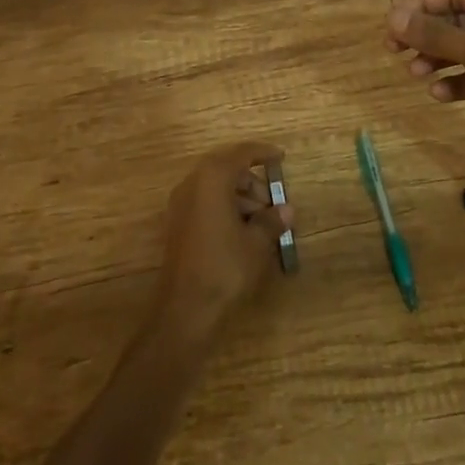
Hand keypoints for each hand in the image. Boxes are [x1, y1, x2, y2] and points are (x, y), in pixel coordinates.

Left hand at [152, 141, 293, 342]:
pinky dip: (226, 209)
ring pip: (217, 188)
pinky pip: (206, 204)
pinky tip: (243, 233)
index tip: (282, 158)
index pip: (242, 153)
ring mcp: (181, 204)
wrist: (184, 312)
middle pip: (228, 170)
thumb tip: (286, 210)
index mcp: (212, 178)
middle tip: (274, 205)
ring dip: (241, 199)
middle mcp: (193, 183)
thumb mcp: (257, 243)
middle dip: (254, 184)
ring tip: (263, 224)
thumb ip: (272, 220)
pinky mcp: (177, 226)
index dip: (264, 153)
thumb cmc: (224, 268)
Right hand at [386, 0, 464, 172]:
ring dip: (439, 59)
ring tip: (414, 74)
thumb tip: (393, 17)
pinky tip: (439, 93)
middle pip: (459, 19)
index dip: (421, 5)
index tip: (389, 23)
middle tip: (392, 50)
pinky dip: (458, 81)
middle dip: (427, 34)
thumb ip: (439, 35)